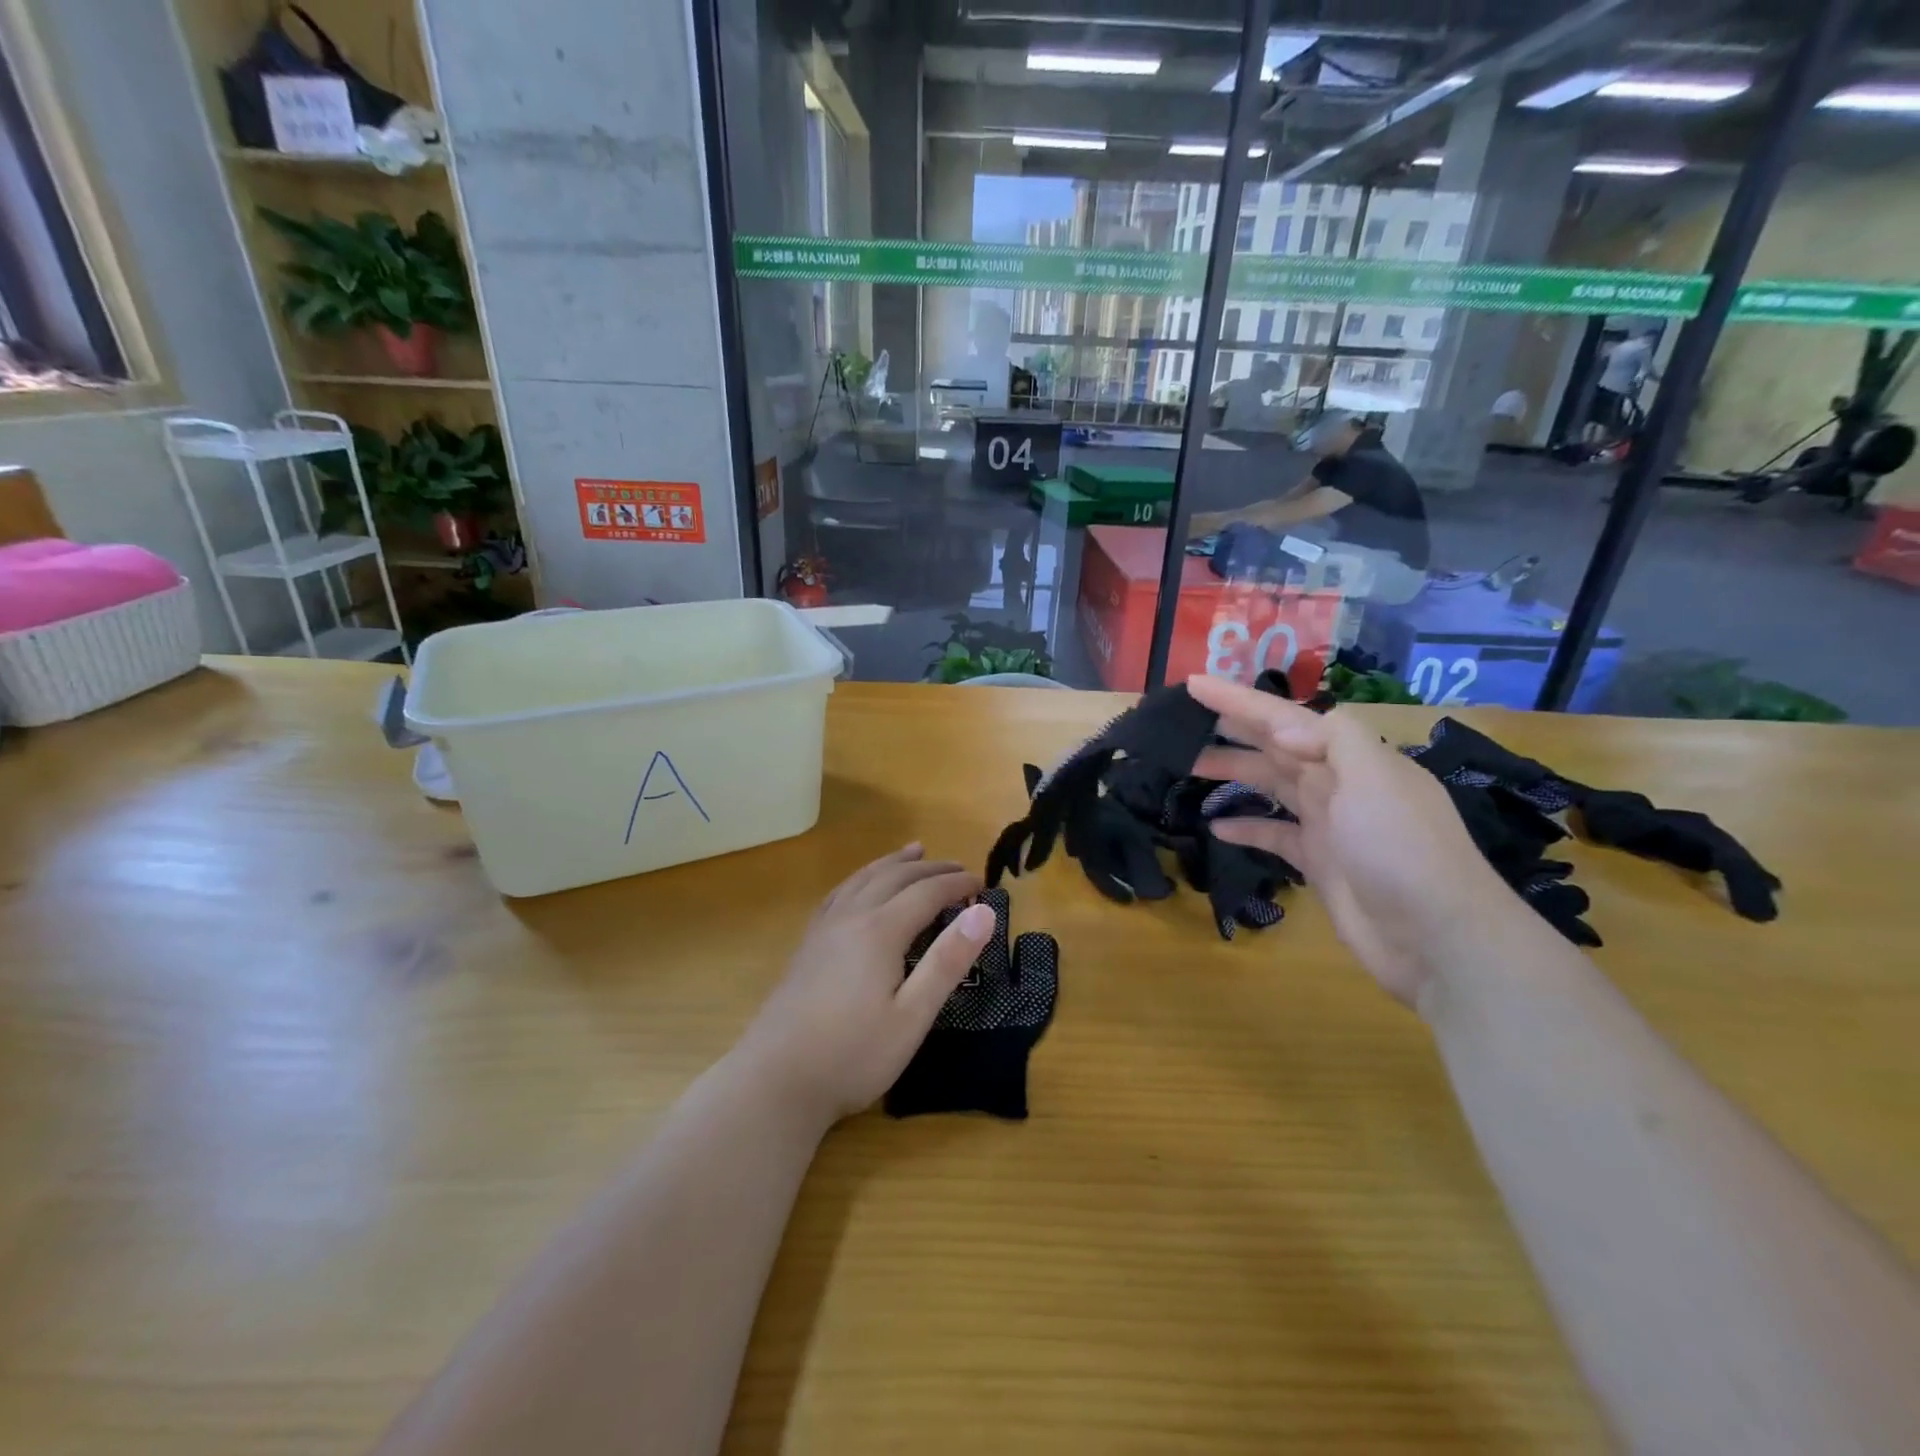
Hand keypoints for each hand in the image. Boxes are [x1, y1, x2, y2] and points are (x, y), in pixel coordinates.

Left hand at [736, 845, 990, 1126]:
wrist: (775, 1080)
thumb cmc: (852, 1055)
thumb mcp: (912, 1016)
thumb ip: (947, 961)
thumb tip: (983, 912)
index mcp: (879, 931)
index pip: (926, 892)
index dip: (956, 885)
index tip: (983, 885)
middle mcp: (850, 917)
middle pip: (895, 878)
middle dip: (930, 869)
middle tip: (959, 868)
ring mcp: (823, 929)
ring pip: (863, 879)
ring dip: (893, 863)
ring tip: (914, 851)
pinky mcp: (807, 945)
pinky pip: (839, 893)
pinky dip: (861, 878)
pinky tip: (860, 885)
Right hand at [1188, 675, 1513, 1005]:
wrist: (1437, 937)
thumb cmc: (1402, 850)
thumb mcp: (1375, 780)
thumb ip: (1332, 741)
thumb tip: (1283, 730)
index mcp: (1350, 757)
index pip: (1283, 718)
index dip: (1238, 699)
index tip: (1193, 684)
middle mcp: (1337, 783)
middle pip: (1273, 746)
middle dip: (1230, 730)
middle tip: (1181, 723)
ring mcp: (1328, 824)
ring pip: (1269, 785)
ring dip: (1231, 772)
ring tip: (1187, 765)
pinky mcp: (1319, 862)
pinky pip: (1274, 834)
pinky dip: (1246, 827)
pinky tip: (1216, 827)